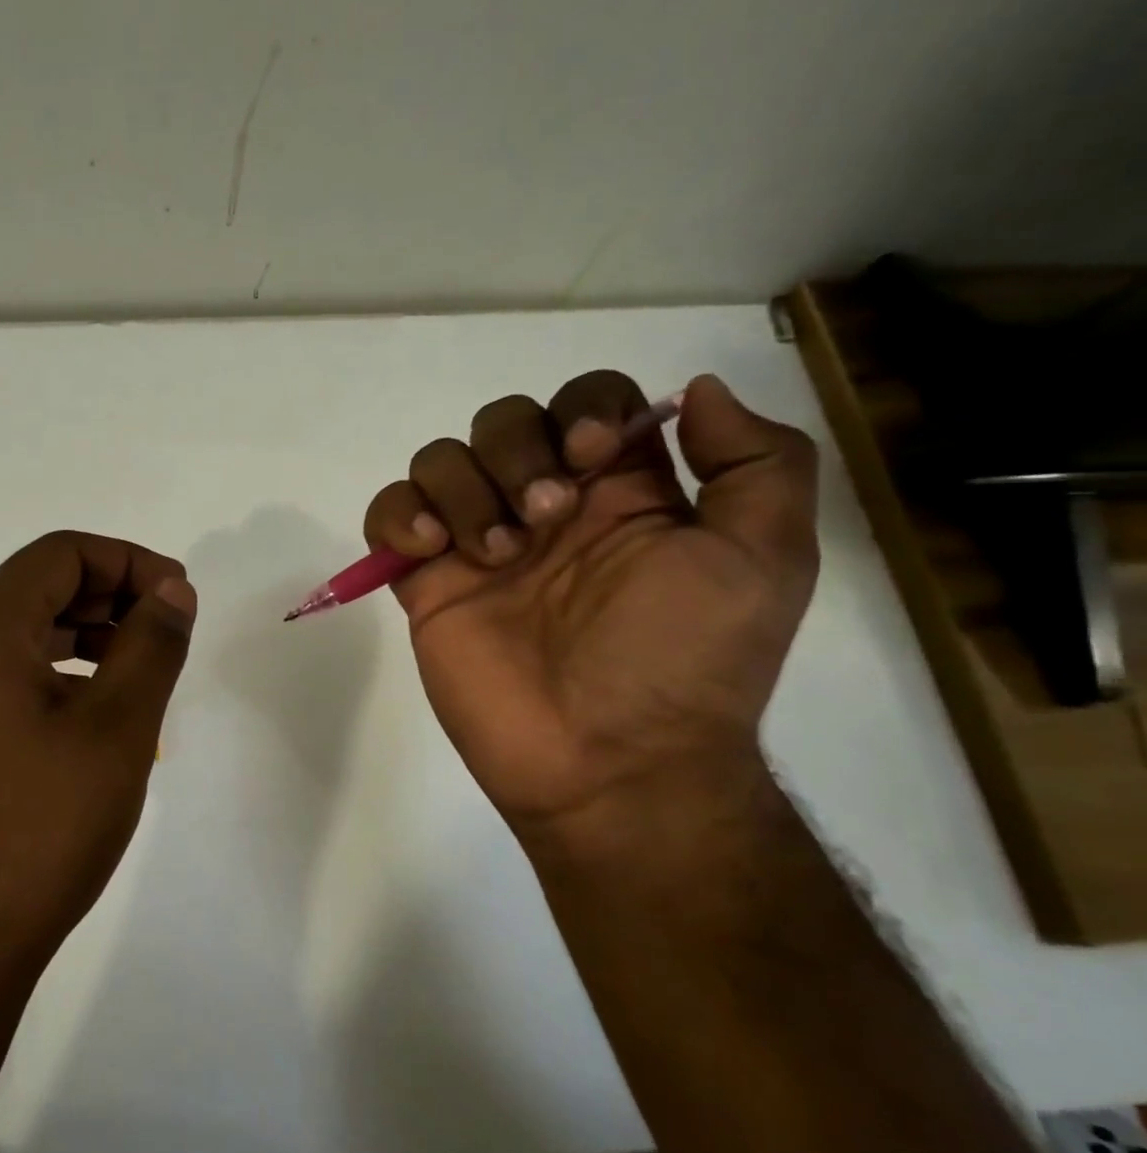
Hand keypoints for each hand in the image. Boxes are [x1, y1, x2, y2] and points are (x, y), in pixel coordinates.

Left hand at [0, 531, 196, 986]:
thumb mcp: (117, 728)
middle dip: (110, 598)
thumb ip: (152, 644)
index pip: (61, 554)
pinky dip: (54, 675)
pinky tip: (92, 718)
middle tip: (166, 634)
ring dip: (84, 637)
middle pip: (37, 588)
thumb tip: (173, 590)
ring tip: (137, 675)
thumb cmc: (40, 828)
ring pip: (19, 635)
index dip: (130, 562)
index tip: (179, 598)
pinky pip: (1, 678)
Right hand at [363, 371, 817, 830]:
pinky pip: (388, 515)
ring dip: (463, 490)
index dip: (581, 409)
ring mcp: (478, 545)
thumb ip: (757, 462)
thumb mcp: (764, 559)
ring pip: (441, 461)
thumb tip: (694, 391)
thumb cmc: (682, 660)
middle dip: (514, 452)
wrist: (606, 762)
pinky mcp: (426, 584)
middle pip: (503, 421)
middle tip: (542, 520)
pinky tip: (429, 551)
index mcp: (621, 492)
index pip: (587, 402)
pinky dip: (398, 515)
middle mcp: (544, 508)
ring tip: (493, 556)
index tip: (590, 456)